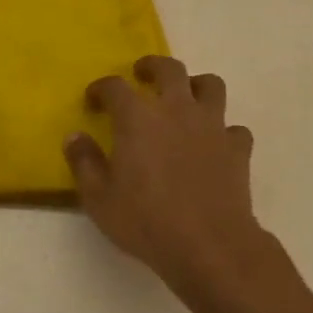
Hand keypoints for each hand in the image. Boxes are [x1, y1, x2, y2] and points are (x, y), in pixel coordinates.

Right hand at [65, 56, 274, 299]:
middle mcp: (176, 110)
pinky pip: (234, 128)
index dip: (101, 88)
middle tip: (142, 75)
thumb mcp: (99, 198)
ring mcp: (212, 127)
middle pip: (169, 69)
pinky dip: (223, 131)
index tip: (94, 100)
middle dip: (152, 67)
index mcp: (137, 118)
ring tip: (185, 99)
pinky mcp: (237, 149)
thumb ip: (84, 162)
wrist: (209, 245)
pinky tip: (213, 145)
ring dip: (196, 86)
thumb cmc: (146, 221)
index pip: (115, 87)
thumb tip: (75, 137)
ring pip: (211, 86)